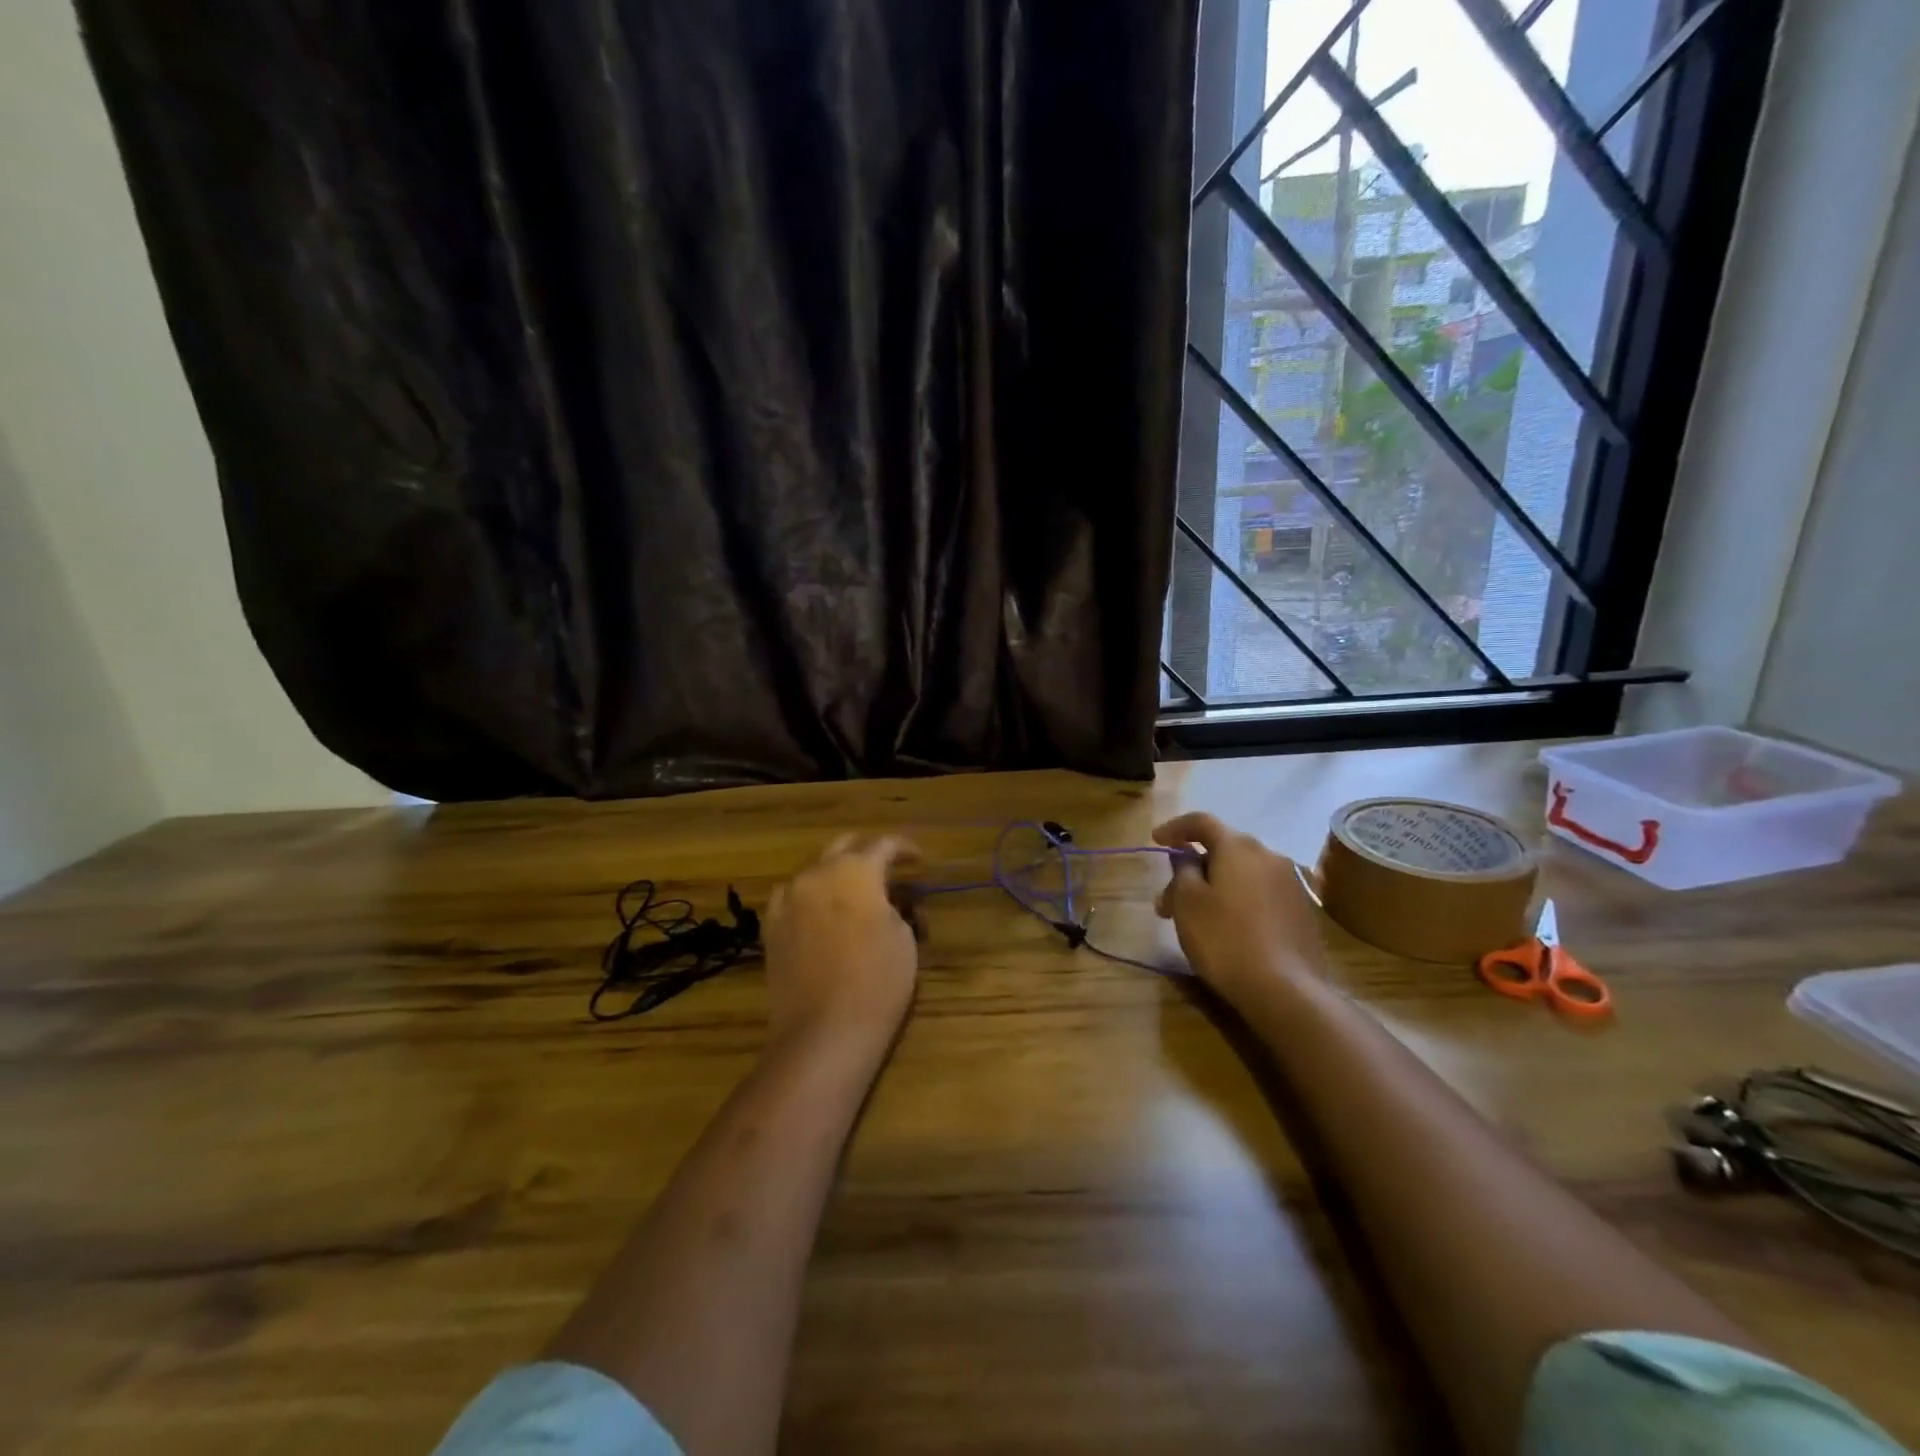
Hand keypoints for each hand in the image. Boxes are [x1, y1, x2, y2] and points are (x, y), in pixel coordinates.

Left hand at [764, 835, 919, 1047]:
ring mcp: (789, 898)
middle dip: (868, 852)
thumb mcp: (904, 939)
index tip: (919, 860)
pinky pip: (792, 896)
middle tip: (888, 870)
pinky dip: (810, 896)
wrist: (823, 1031)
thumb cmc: (877, 982)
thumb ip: (896, 908)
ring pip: (815, 869)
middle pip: (845, 846)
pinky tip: (820, 912)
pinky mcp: (772, 926)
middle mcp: (818, 873)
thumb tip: (888, 902)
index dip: (905, 848)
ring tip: (855, 894)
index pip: (884, 844)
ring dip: (837, 873)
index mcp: (856, 871)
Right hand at [1153, 812, 1324, 1003]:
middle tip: (1168, 898)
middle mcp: (1269, 856)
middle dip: (1192, 867)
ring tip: (1193, 918)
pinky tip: (1227, 927)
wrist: (1286, 990)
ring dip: (1214, 886)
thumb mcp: (1188, 903)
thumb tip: (1186, 855)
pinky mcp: (1301, 911)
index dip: (1175, 828)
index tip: (1155, 840)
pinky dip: (1237, 900)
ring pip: (1241, 873)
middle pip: (1223, 849)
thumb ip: (1182, 870)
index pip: (1202, 822)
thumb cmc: (1225, 939)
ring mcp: (1290, 883)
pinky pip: (1260, 892)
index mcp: (1238, 847)